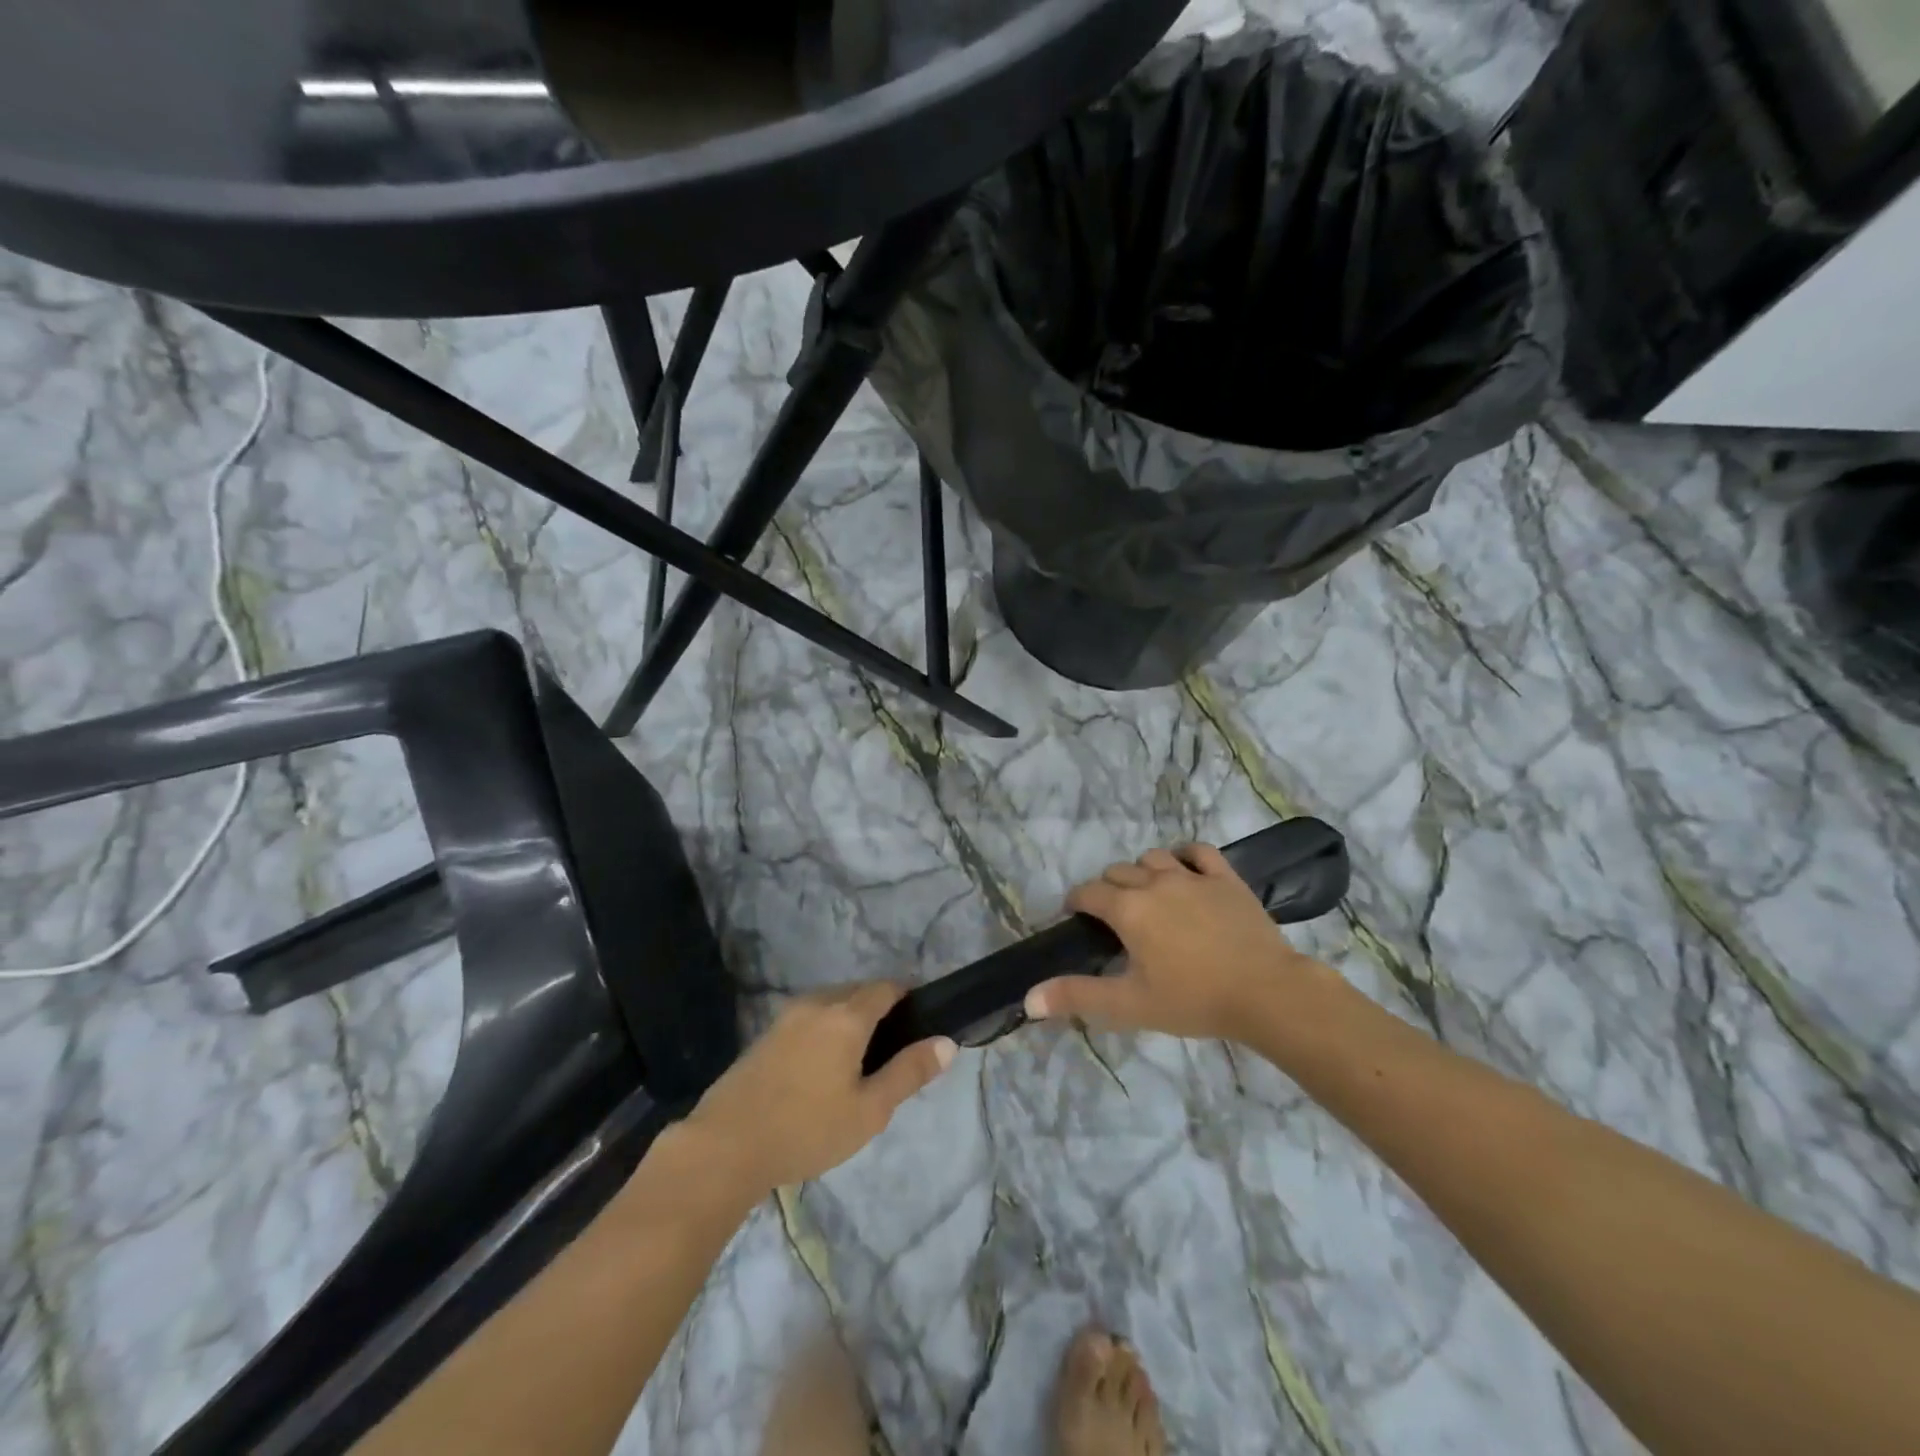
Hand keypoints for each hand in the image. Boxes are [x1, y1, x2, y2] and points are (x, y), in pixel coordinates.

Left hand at [685, 981, 955, 1194]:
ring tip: (860, 1059)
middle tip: (894, 1047)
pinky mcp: (766, 1034)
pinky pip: (809, 1016)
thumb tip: (947, 1042)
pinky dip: (826, 1027)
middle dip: (880, 1006)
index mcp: (847, 1015)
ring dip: (851, 1016)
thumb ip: (909, 1072)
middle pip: (858, 990)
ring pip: (831, 1002)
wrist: (725, 1146)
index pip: (887, 987)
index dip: (909, 996)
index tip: (922, 1019)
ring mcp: (787, 1016)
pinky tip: (823, 1066)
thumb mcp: (869, 1110)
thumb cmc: (807, 1129)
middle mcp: (817, 1003)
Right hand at [1025, 844, 1312, 1039]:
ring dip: (1142, 871)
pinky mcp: (1225, 878)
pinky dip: (1185, 856)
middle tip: (1114, 919)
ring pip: (1153, 857)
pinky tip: (1185, 871)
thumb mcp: (1130, 1004)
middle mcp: (1154, 882)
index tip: (1076, 918)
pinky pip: (1198, 851)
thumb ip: (1078, 997)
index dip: (1076, 902)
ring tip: (1147, 895)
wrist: (1267, 992)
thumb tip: (1028, 999)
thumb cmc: (1193, 999)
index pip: (1087, 893)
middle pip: (1117, 872)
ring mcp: (1192, 876)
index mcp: (1128, 909)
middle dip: (1107, 889)